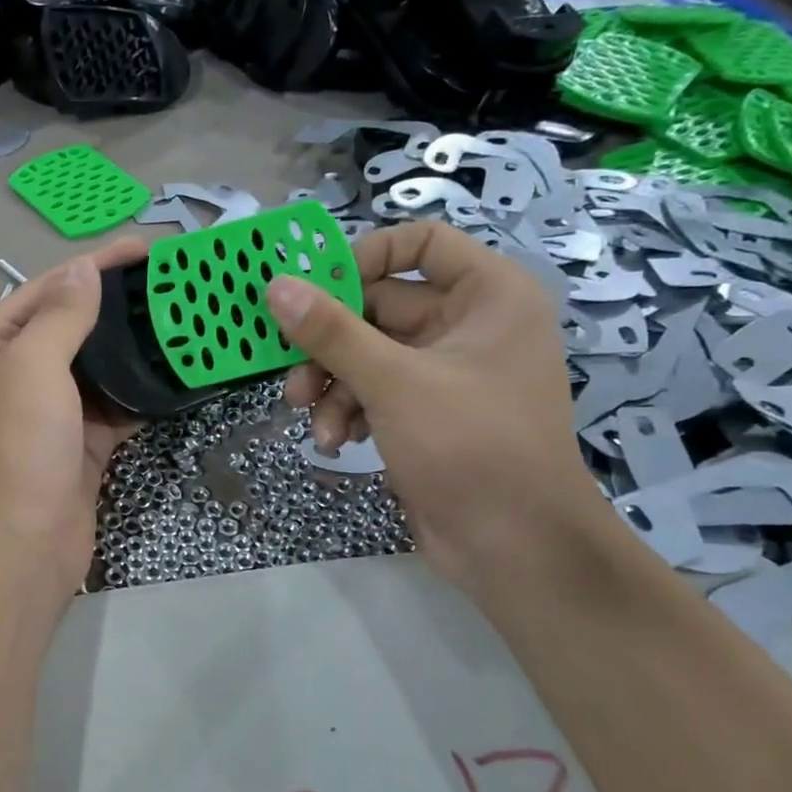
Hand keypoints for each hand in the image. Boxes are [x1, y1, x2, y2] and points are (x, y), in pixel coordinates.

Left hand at [0, 239, 146, 592]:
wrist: (22, 545)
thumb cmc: (18, 446)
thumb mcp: (33, 367)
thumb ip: (61, 315)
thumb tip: (82, 269)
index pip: (44, 290)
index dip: (91, 266)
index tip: (142, 249)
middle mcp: (14, 374)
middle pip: (70, 325)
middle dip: (115, 305)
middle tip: (169, 285)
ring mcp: (48, 411)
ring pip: (95, 367)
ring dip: (131, 348)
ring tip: (180, 321)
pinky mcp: (79, 443)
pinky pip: (113, 406)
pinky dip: (139, 392)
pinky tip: (174, 374)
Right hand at [265, 221, 609, 594]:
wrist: (515, 548)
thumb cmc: (470, 446)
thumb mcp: (393, 382)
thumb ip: (331, 332)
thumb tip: (276, 287)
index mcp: (487, 295)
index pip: (419, 242)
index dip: (363, 258)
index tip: (313, 289)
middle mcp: (469, 323)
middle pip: (379, 305)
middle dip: (329, 341)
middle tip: (291, 366)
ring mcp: (447, 370)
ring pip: (367, 352)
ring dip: (332, 383)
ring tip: (310, 417)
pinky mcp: (427, 411)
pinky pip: (374, 389)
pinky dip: (349, 410)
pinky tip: (337, 441)